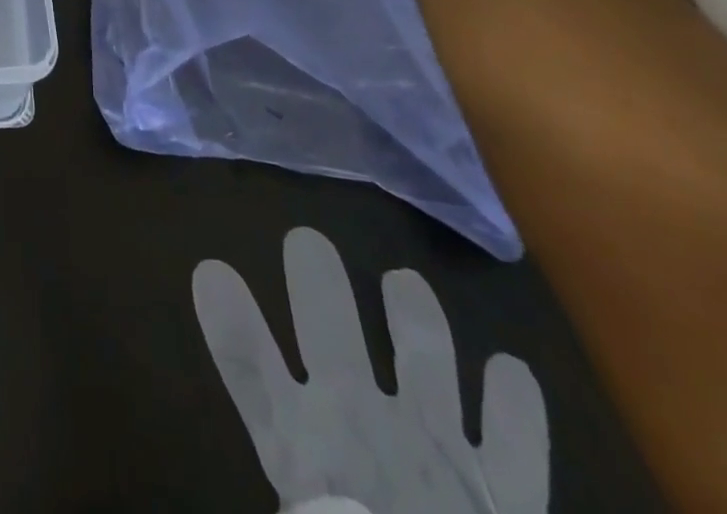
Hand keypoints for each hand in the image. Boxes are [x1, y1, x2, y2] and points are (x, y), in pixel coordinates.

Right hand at [194, 229, 548, 513]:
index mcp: (301, 444)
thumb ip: (278, 440)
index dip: (228, 316)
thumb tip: (261, 402)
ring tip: (406, 281)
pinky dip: (516, 405)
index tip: (211, 270)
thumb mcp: (301, 505)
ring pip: (421, 356)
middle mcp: (358, 420)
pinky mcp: (504, 491)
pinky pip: (514, 439)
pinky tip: (512, 370)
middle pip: (326, 325)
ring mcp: (435, 446)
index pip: (247, 361)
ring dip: (413, 315)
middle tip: (307, 239)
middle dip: (315, 278)